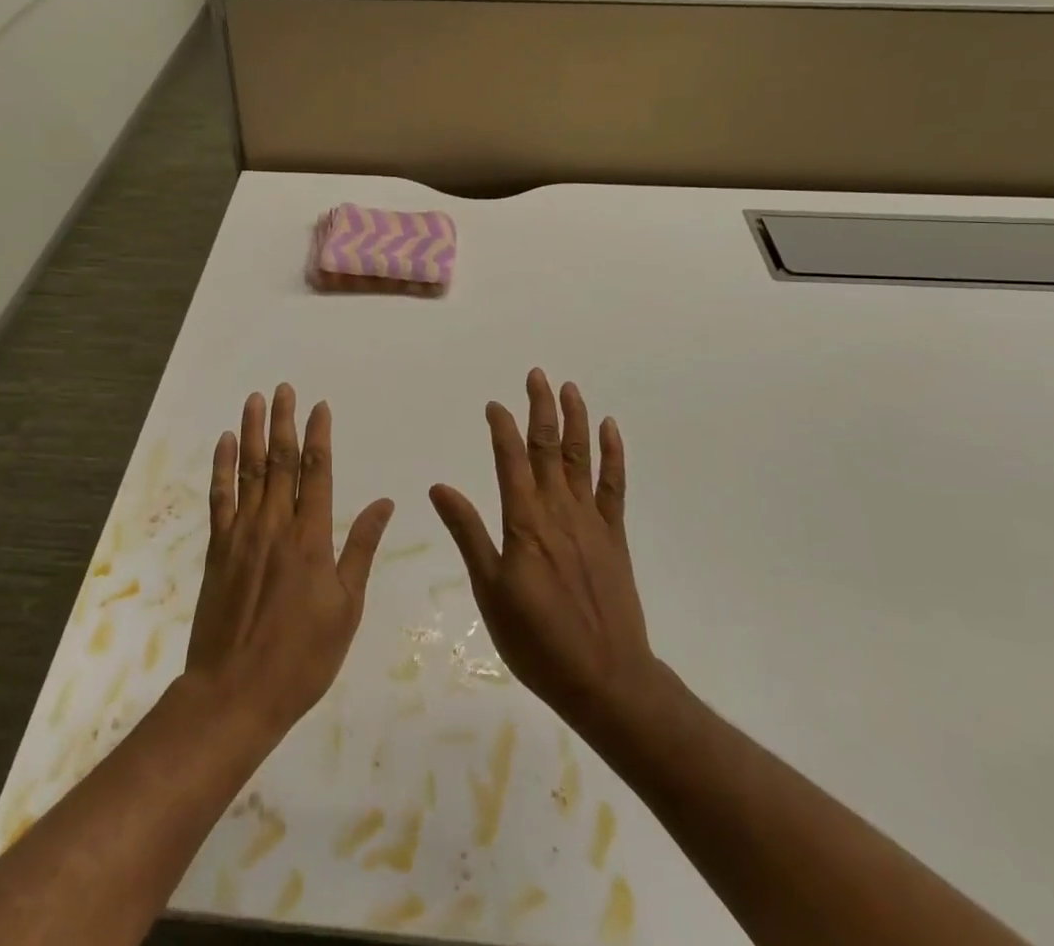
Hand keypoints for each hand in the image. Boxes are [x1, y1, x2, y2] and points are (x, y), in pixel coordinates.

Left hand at [185, 385, 394, 738]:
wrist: (235, 694)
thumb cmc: (302, 657)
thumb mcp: (346, 608)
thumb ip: (361, 549)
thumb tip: (384, 503)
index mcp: (311, 538)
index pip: (317, 472)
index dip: (319, 436)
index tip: (321, 406)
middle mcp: (275, 525)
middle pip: (280, 461)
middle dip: (284, 421)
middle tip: (284, 388)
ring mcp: (242, 534)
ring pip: (249, 471)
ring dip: (253, 432)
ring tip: (255, 400)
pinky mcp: (218, 549)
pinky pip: (220, 498)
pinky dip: (223, 467)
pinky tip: (226, 443)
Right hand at [430, 369, 655, 732]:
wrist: (605, 679)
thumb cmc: (536, 640)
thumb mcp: (490, 590)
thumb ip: (468, 533)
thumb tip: (440, 487)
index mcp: (524, 522)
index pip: (511, 459)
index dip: (502, 427)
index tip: (495, 404)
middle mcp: (558, 510)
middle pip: (548, 446)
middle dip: (541, 408)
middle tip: (537, 374)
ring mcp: (590, 520)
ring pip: (581, 456)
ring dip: (575, 419)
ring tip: (570, 388)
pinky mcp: (613, 535)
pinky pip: (613, 484)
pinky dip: (612, 453)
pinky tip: (609, 429)